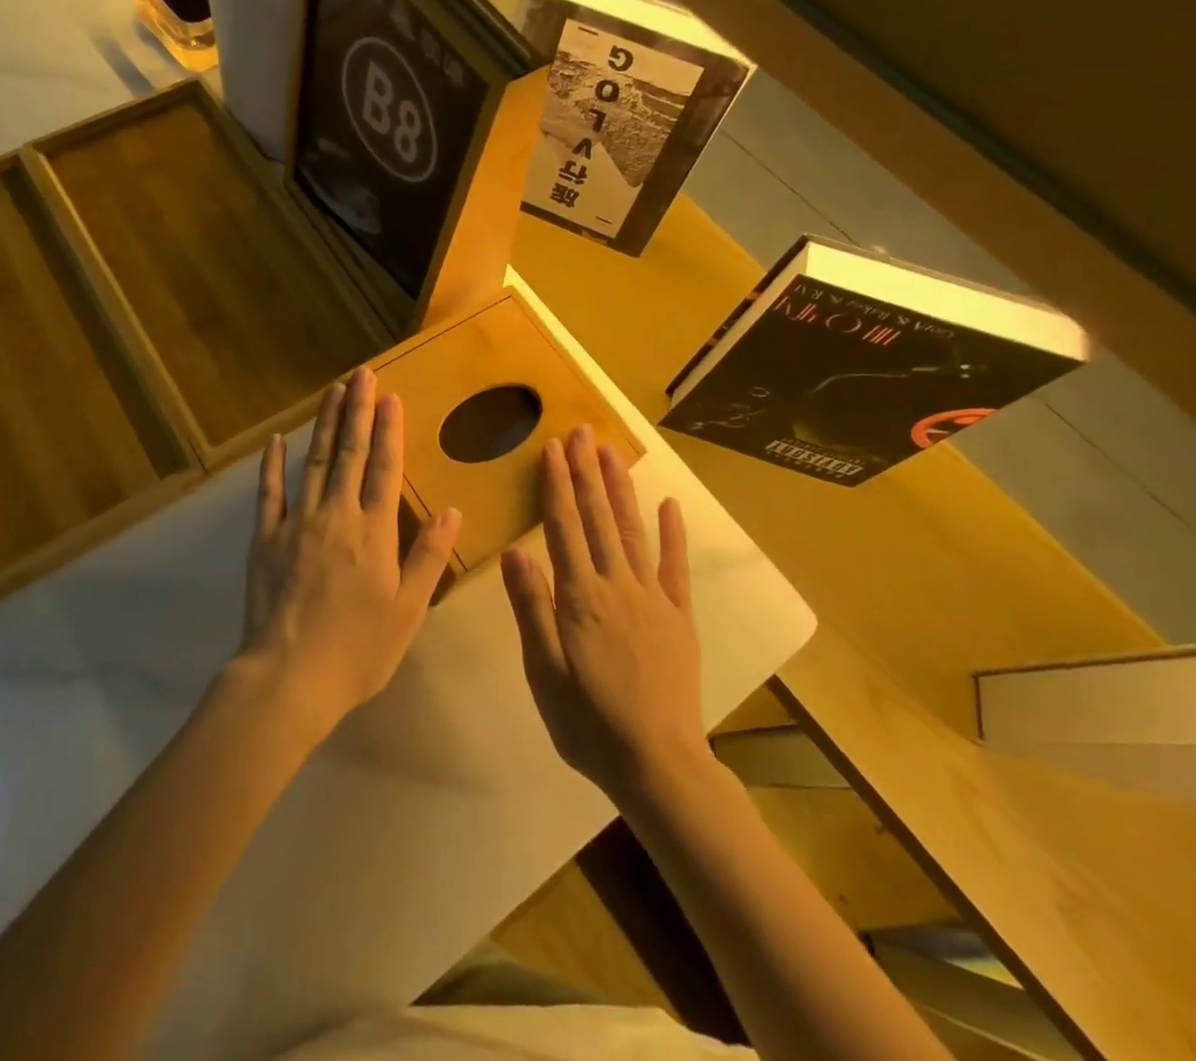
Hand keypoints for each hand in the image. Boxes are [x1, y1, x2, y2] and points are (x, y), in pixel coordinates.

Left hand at [238, 368, 462, 734]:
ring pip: (314, 462)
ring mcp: (297, 523)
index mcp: (374, 532)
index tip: (391, 396)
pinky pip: (270, 493)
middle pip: (349, 453)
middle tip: (361, 373)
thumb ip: (428, 557)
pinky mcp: (265, 538)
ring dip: (324, 424)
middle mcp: (336, 515)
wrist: (290, 677)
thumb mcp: (407, 610)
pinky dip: (272, 465)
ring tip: (333, 391)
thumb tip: (453, 512)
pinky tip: (276, 441)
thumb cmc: (358, 650)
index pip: (384, 467)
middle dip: (357, 410)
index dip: (389, 429)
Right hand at [502, 425, 706, 802]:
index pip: (564, 527)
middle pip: (598, 518)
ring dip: (620, 489)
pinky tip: (668, 504)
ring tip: (611, 452)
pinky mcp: (679, 617)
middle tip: (582, 431)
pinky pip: (675, 567)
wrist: (658, 764)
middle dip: (587, 472)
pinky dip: (672, 533)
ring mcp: (652, 598)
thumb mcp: (544, 671)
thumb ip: (531, 608)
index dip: (556, 485)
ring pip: (632, 531)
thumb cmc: (588, 722)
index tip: (552, 448)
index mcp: (579, 597)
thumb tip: (515, 551)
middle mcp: (616, 585)